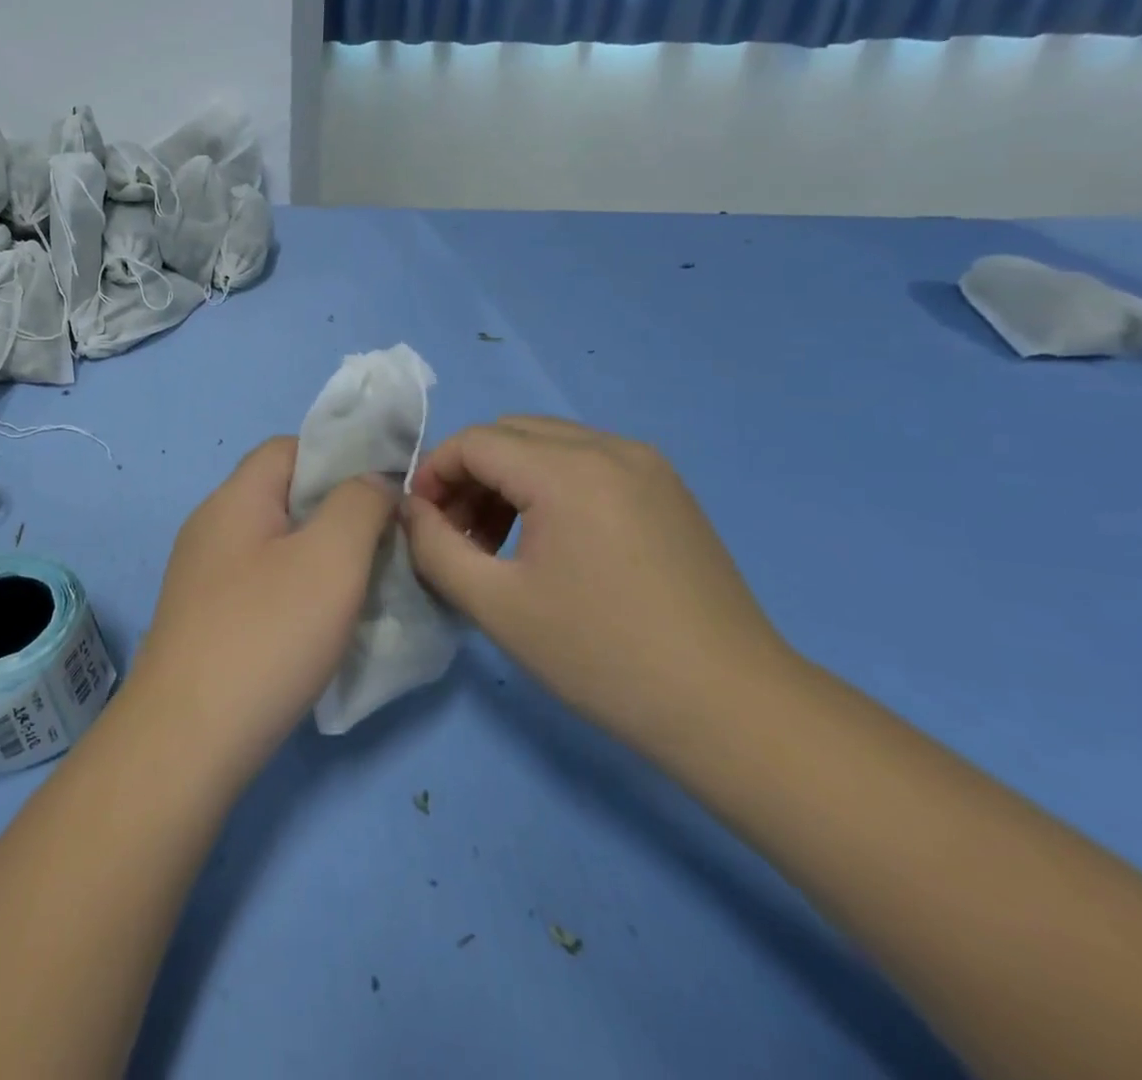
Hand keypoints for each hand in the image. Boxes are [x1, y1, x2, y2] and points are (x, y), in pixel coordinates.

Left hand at [128, 437, 397, 783]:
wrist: (187, 738)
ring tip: (360, 588)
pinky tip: (319, 627)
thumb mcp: (331, 558)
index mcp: (234, 498)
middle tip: (381, 547)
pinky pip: (259, 583)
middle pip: (282, 495)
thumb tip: (374, 482)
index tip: (383, 495)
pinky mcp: (203, 618)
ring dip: (319, 556)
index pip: (289, 448)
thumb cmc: (266, 634)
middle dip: (336, 512)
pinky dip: (295, 591)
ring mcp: (201, 575)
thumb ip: (360, 504)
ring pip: (274, 543)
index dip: (339, 458)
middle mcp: (211, 526)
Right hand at [402, 415, 791, 754]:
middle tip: (456, 535)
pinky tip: (548, 540)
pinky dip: (548, 485)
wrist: (731, 708)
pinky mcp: (666, 488)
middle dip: (468, 474)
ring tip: (496, 542)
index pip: (474, 442)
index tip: (421, 523)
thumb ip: (434, 546)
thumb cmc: (602, 656)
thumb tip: (411, 511)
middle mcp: (609, 448)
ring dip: (506, 479)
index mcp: (568, 471)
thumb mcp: (495, 605)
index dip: (434, 474)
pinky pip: (586, 462)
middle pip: (510, 433)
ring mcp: (646, 464)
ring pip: (547, 444)